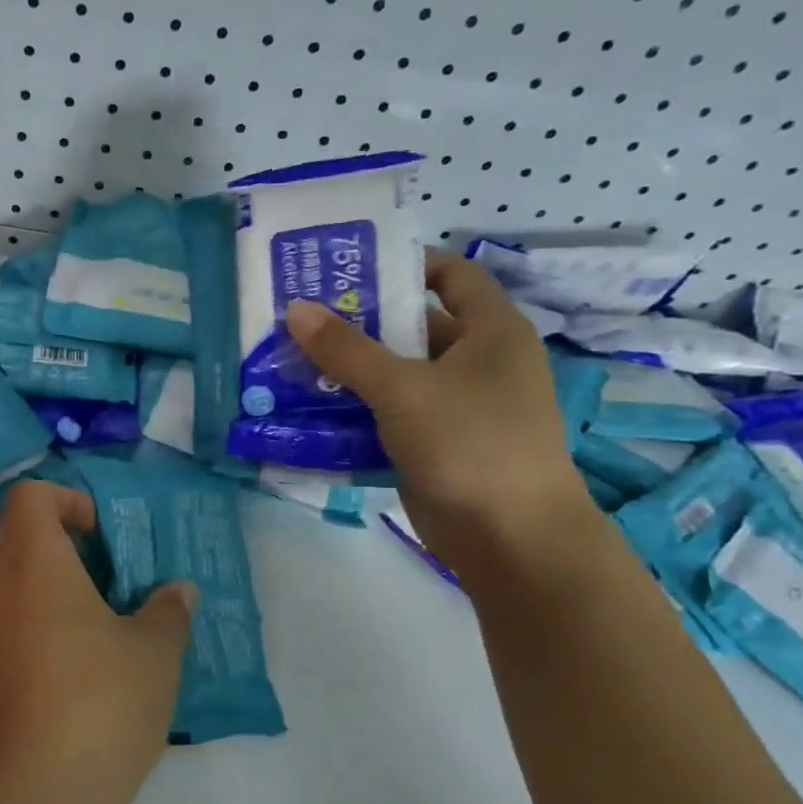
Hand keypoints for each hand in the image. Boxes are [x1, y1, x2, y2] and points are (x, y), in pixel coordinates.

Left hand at [0, 481, 196, 803]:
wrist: (41, 789)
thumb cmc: (101, 701)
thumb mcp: (154, 653)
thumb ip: (167, 613)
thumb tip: (179, 592)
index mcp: (32, 564)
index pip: (26, 498)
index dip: (61, 499)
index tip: (94, 533)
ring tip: (21, 567)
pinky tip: (46, 624)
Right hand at [285, 250, 588, 556]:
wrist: (510, 538)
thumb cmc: (469, 443)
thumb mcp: (402, 389)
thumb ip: (346, 350)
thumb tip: (296, 309)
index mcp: (490, 331)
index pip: (450, 275)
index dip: (402, 265)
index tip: (346, 270)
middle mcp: (476, 361)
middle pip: (412, 327)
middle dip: (359, 323)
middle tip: (300, 318)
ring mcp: (456, 406)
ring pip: (395, 375)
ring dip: (349, 371)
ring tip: (292, 362)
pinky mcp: (435, 444)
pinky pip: (390, 415)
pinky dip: (356, 410)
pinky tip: (311, 410)